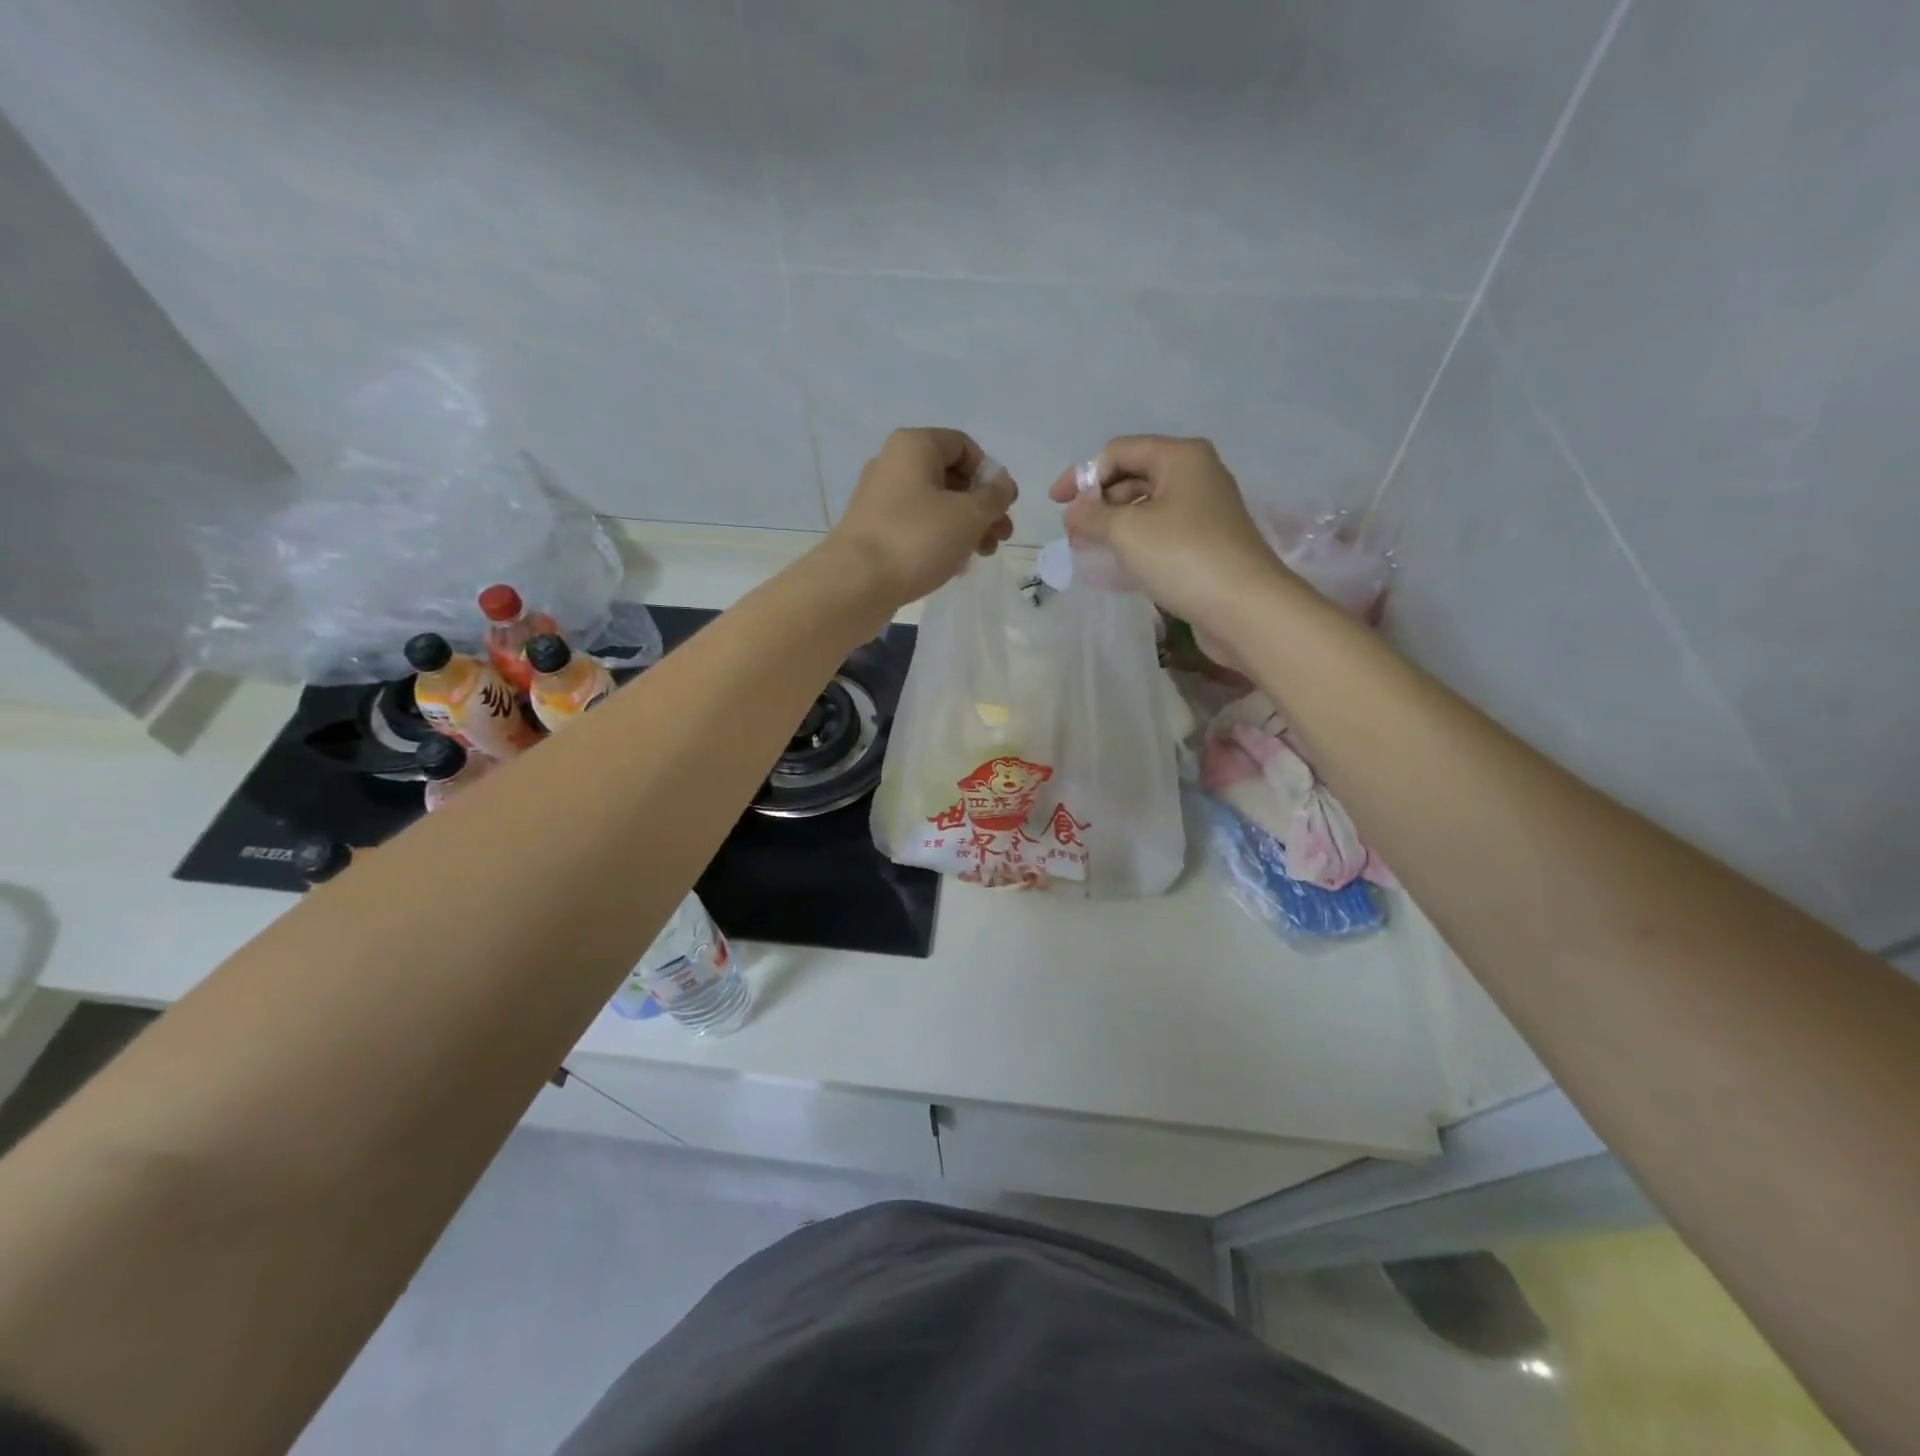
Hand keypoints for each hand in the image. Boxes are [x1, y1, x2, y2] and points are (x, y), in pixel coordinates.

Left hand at [827, 428, 1017, 607]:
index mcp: (915, 446)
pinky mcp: (874, 529)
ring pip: (935, 505)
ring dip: (965, 527)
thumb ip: (994, 496)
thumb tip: (1003, 482)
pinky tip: (955, 565)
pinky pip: (916, 526)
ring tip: (983, 554)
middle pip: (950, 477)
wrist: (856, 583)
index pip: (964, 446)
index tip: (1004, 506)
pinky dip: (939, 540)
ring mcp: (880, 498)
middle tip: (1000, 537)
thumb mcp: (969, 515)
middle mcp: (893, 464)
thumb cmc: (917, 539)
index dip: (990, 474)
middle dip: (981, 507)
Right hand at [1048, 436, 1297, 643]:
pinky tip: (1116, 565)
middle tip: (1073, 535)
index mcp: (1180, 457)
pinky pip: (1160, 533)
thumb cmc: (1183, 557)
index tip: (1056, 506)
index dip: (1082, 476)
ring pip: (1146, 508)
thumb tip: (1075, 511)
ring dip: (1113, 526)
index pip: (1118, 451)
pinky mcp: (1206, 544)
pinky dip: (1134, 544)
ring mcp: (1204, 511)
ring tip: (1089, 552)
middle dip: (1098, 503)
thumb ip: (1092, 515)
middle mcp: (1196, 475)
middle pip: (1133, 477)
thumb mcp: (1126, 531)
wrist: (1245, 608)